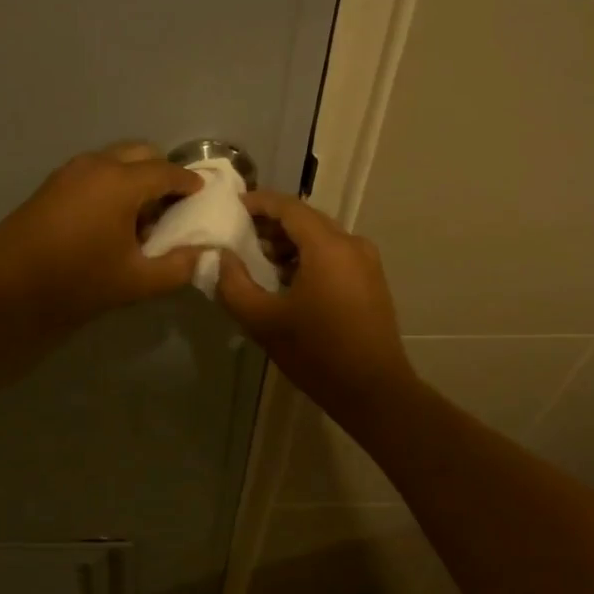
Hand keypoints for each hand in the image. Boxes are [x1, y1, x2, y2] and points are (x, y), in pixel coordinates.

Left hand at [0, 143, 202, 334]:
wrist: (7, 289)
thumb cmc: (77, 282)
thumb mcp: (137, 281)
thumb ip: (178, 266)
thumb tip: (203, 253)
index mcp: (122, 181)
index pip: (168, 172)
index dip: (190, 183)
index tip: (204, 196)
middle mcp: (97, 164)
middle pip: (142, 154)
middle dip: (162, 174)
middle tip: (172, 207)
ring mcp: (70, 171)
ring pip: (116, 159)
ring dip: (135, 177)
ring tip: (141, 217)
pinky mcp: (52, 183)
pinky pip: (95, 171)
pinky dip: (112, 183)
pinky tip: (111, 219)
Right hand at [214, 191, 416, 421]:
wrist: (373, 390)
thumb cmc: (316, 353)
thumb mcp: (263, 321)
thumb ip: (234, 284)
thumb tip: (219, 257)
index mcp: (328, 246)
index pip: (288, 207)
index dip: (258, 202)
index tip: (232, 207)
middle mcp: (351, 244)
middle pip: (306, 219)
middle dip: (272, 223)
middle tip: (240, 234)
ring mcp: (366, 262)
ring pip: (321, 237)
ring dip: (290, 242)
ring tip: (260, 259)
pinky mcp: (371, 281)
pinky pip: (334, 254)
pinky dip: (308, 256)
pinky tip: (288, 279)